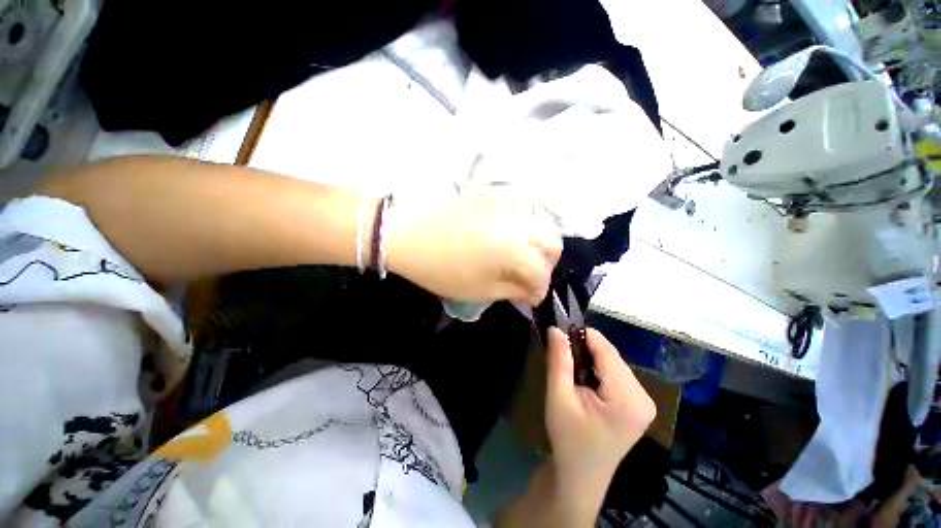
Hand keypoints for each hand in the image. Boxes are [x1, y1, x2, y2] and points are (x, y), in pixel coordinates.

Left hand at [387, 187, 561, 304]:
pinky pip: (524, 202)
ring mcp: (507, 204)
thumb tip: (532, 291)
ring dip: (540, 245)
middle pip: (552, 244)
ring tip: (523, 256)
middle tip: (529, 277)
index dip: (539, 291)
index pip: (542, 274)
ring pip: (543, 224)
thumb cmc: (441, 270)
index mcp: (513, 252)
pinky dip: (530, 218)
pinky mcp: (495, 193)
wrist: (408, 236)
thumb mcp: (479, 291)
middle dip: (546, 266)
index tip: (530, 298)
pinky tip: (520, 230)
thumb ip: (513, 290)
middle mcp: (518, 224)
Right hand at [545, 327, 655, 488]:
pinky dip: (597, 369)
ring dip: (590, 359)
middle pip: (611, 355)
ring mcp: (645, 401)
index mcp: (628, 398)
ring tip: (571, 372)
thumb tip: (556, 328)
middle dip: (585, 350)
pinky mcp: (638, 404)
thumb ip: (559, 360)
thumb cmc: (568, 439)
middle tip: (561, 357)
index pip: (606, 350)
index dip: (581, 335)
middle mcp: (644, 396)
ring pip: (613, 362)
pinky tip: (584, 382)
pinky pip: (616, 373)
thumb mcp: (558, 398)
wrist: (580, 476)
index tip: (559, 333)